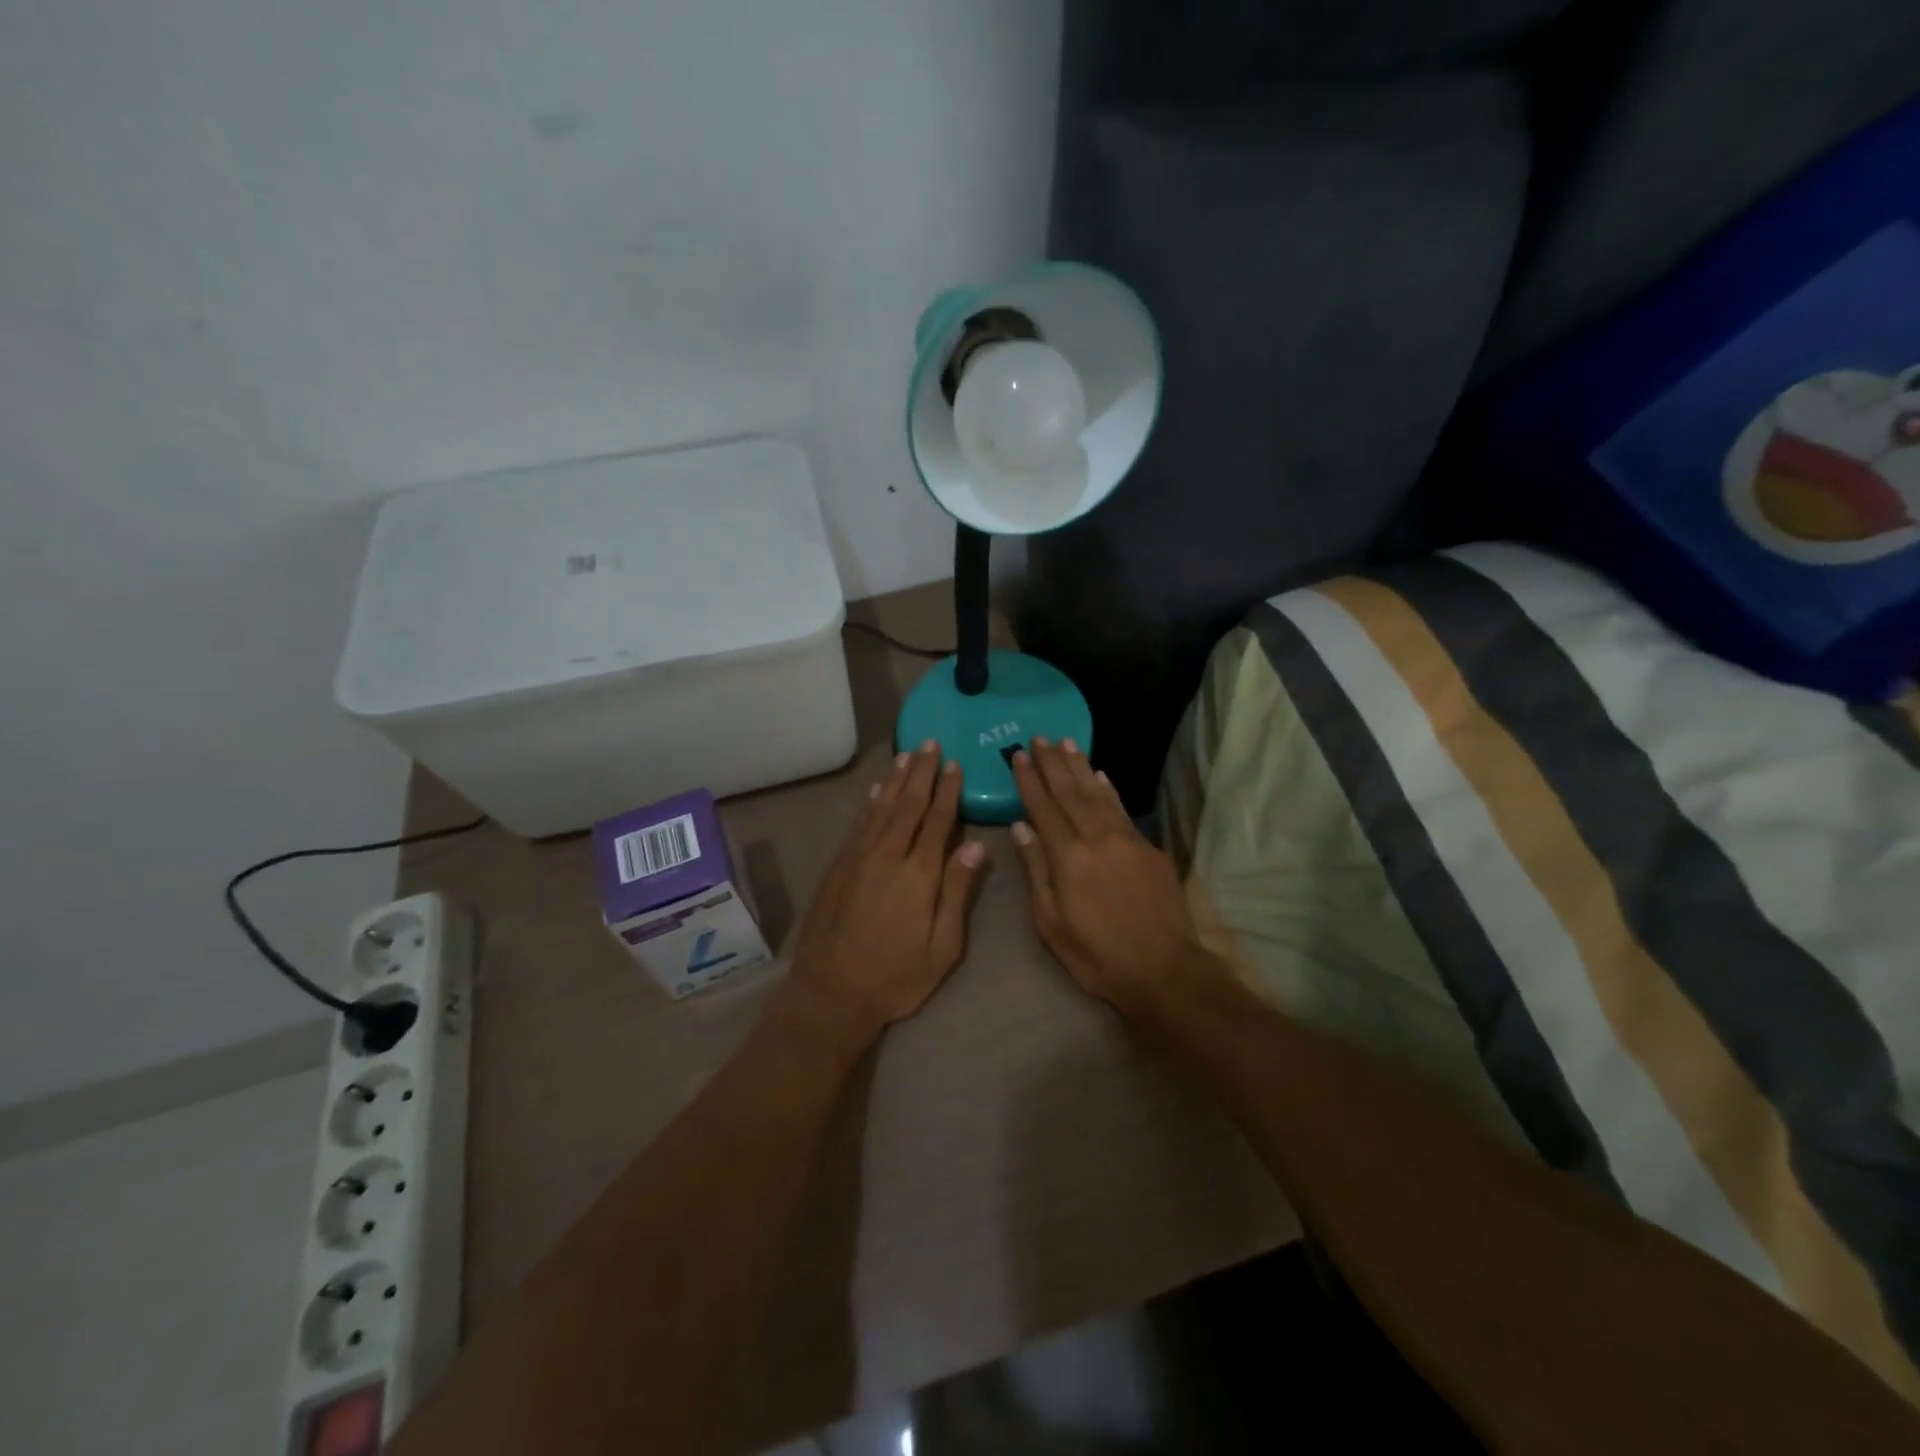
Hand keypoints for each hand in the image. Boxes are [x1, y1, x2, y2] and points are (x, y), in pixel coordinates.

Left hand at [786, 742, 987, 1045]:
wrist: (830, 993)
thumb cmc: (895, 977)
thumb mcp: (942, 947)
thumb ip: (958, 892)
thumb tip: (976, 845)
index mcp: (918, 874)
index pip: (937, 820)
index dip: (948, 791)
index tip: (955, 764)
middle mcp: (887, 855)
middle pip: (908, 804)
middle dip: (922, 772)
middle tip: (931, 743)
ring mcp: (858, 858)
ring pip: (881, 807)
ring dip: (896, 780)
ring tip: (908, 755)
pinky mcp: (838, 866)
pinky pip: (858, 823)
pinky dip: (870, 802)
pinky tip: (876, 790)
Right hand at [1010, 738, 1223, 1013]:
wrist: (1163, 969)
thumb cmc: (1097, 954)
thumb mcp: (1051, 923)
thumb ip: (1036, 871)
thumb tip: (1020, 828)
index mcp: (1068, 856)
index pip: (1043, 807)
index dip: (1029, 780)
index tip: (1017, 755)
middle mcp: (1097, 837)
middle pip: (1070, 791)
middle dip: (1052, 763)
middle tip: (1038, 738)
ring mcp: (1127, 839)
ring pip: (1098, 793)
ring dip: (1080, 766)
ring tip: (1066, 743)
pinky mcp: (1149, 848)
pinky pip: (1122, 809)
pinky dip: (1108, 789)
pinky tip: (1100, 775)